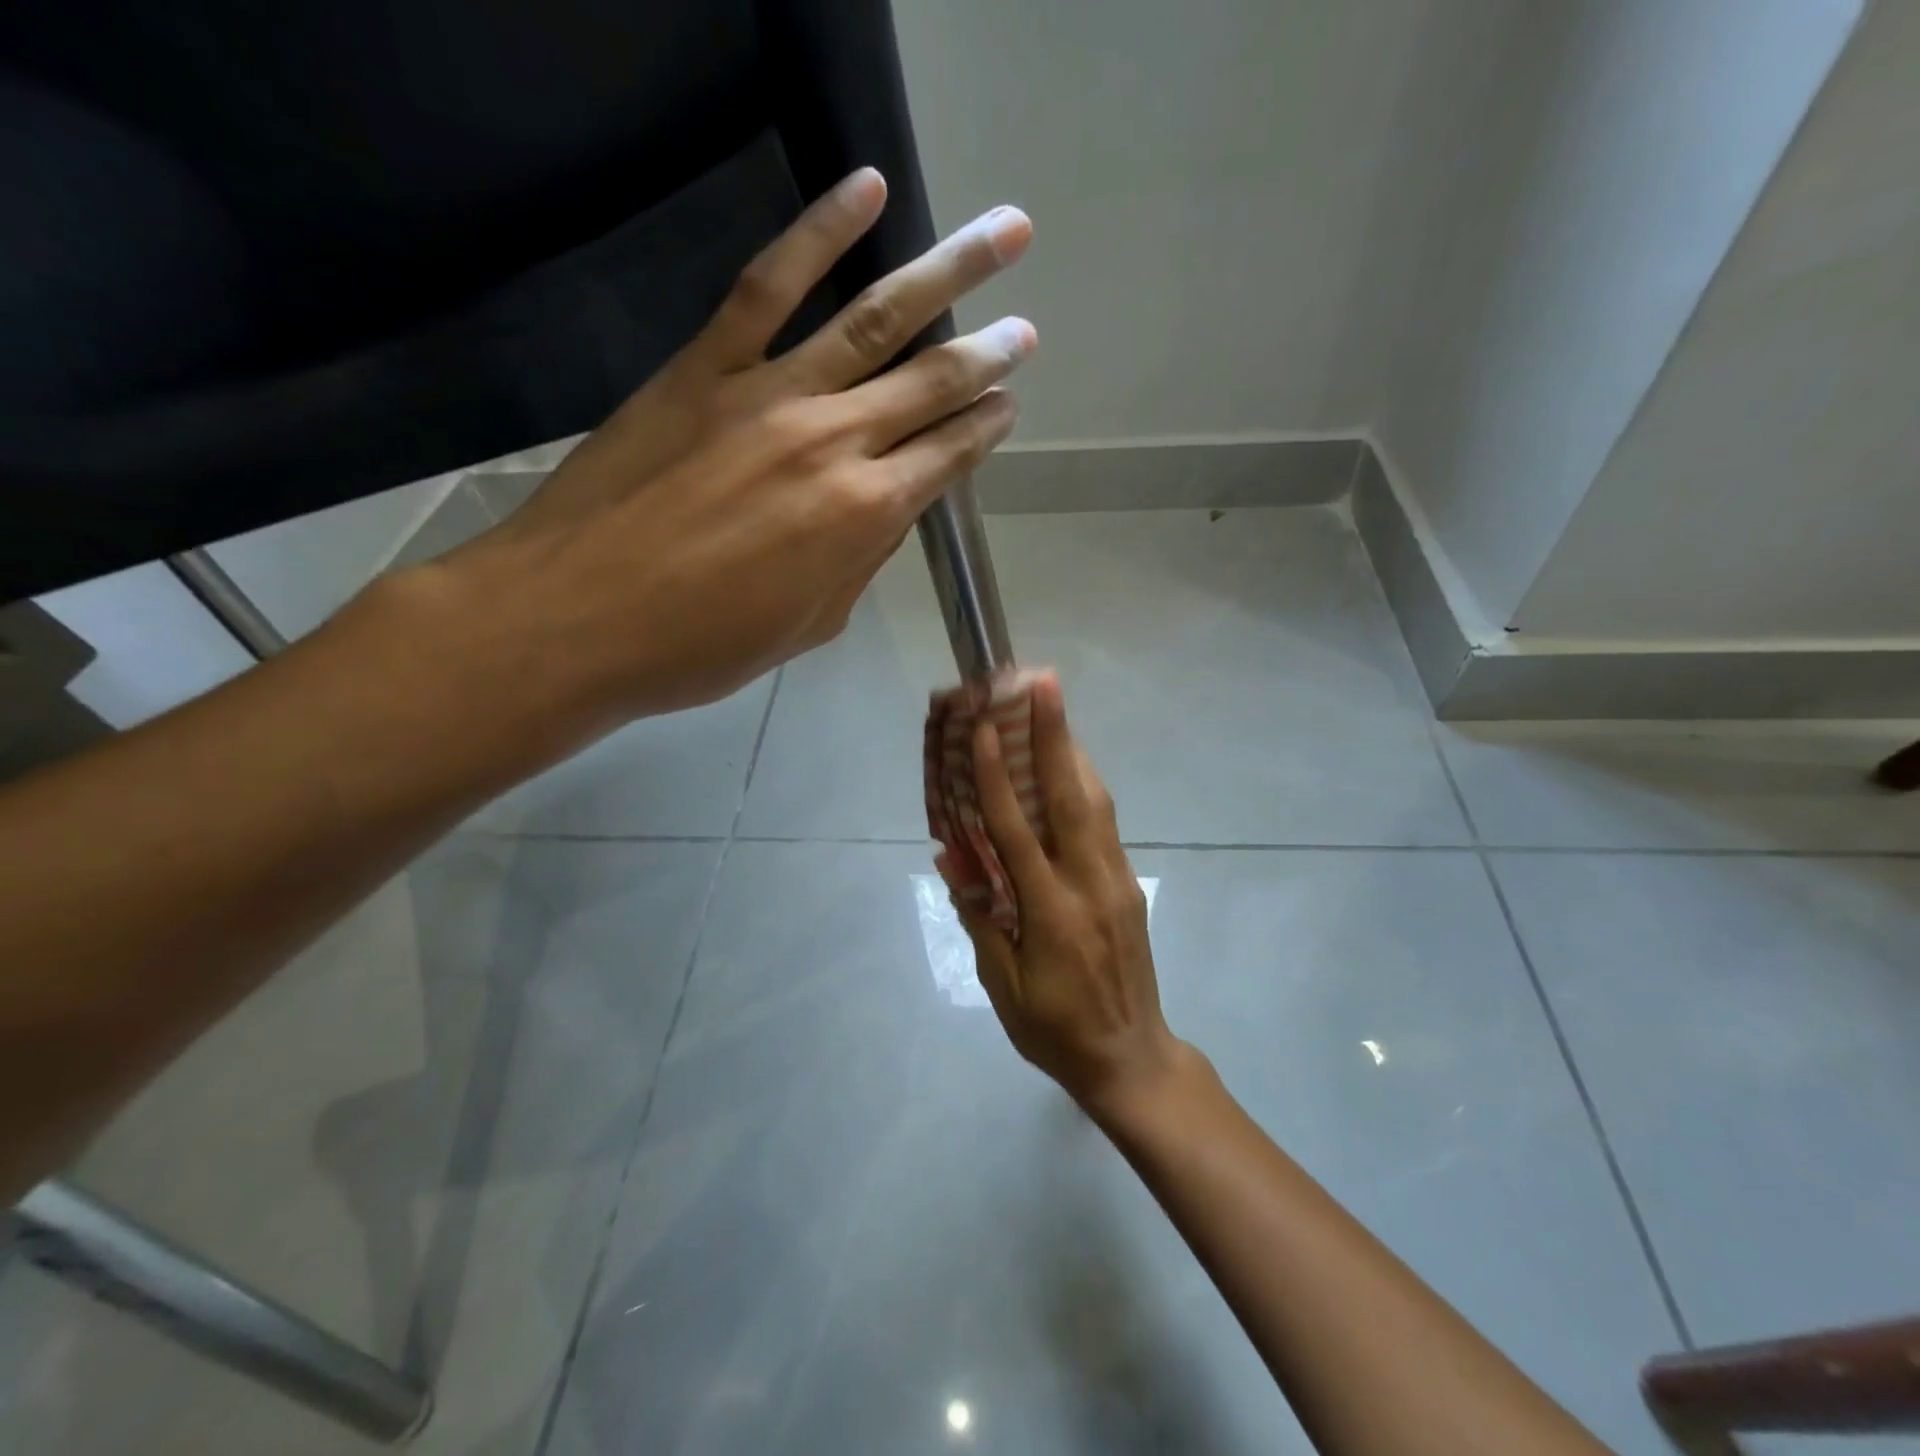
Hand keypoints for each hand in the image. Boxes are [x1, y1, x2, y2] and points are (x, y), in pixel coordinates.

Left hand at [454, 168, 1034, 717]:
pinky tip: (866, 189)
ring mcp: (770, 392)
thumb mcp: (809, 624)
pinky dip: (820, 230)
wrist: (578, 619)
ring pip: (876, 320)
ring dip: (947, 274)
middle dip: (987, 355)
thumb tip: (887, 511)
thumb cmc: (702, 645)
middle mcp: (836, 442)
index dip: (984, 429)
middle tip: (1024, 331)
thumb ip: (858, 561)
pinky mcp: (706, 365)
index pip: (947, 457)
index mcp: (864, 516)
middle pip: (931, 383)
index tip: (1008, 405)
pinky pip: (770, 283)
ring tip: (1002, 237)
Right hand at [940, 673, 1185, 1115]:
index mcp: (1051, 911)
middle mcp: (1089, 883)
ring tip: (1055, 709)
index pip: (1017, 830)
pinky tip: (1069, 768)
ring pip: (1095, 802)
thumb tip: (951, 857)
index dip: (998, 776)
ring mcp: (1116, 880)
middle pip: (1070, 796)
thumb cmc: (1054, 1029)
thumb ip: (979, 915)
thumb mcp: (1002, 984)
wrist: (1132, 1058)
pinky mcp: (1128, 884)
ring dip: (1073, 751)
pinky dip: (1084, 786)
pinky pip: (1104, 823)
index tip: (987, 728)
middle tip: (1044, 683)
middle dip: (1056, 735)